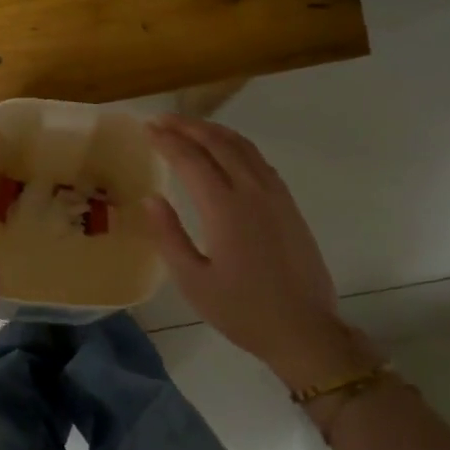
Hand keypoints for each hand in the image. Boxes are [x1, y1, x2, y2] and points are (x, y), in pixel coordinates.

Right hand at [145, 115, 380, 392]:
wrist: (303, 329)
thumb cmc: (242, 310)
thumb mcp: (193, 281)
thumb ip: (169, 235)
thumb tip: (152, 198)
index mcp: (225, 208)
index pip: (190, 159)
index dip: (166, 140)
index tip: (146, 129)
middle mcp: (252, 191)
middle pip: (218, 143)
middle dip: (187, 126)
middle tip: (162, 120)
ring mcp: (275, 195)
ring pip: (242, 146)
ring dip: (213, 131)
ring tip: (189, 127)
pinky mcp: (289, 204)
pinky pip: (259, 160)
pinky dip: (236, 145)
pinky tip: (226, 151)